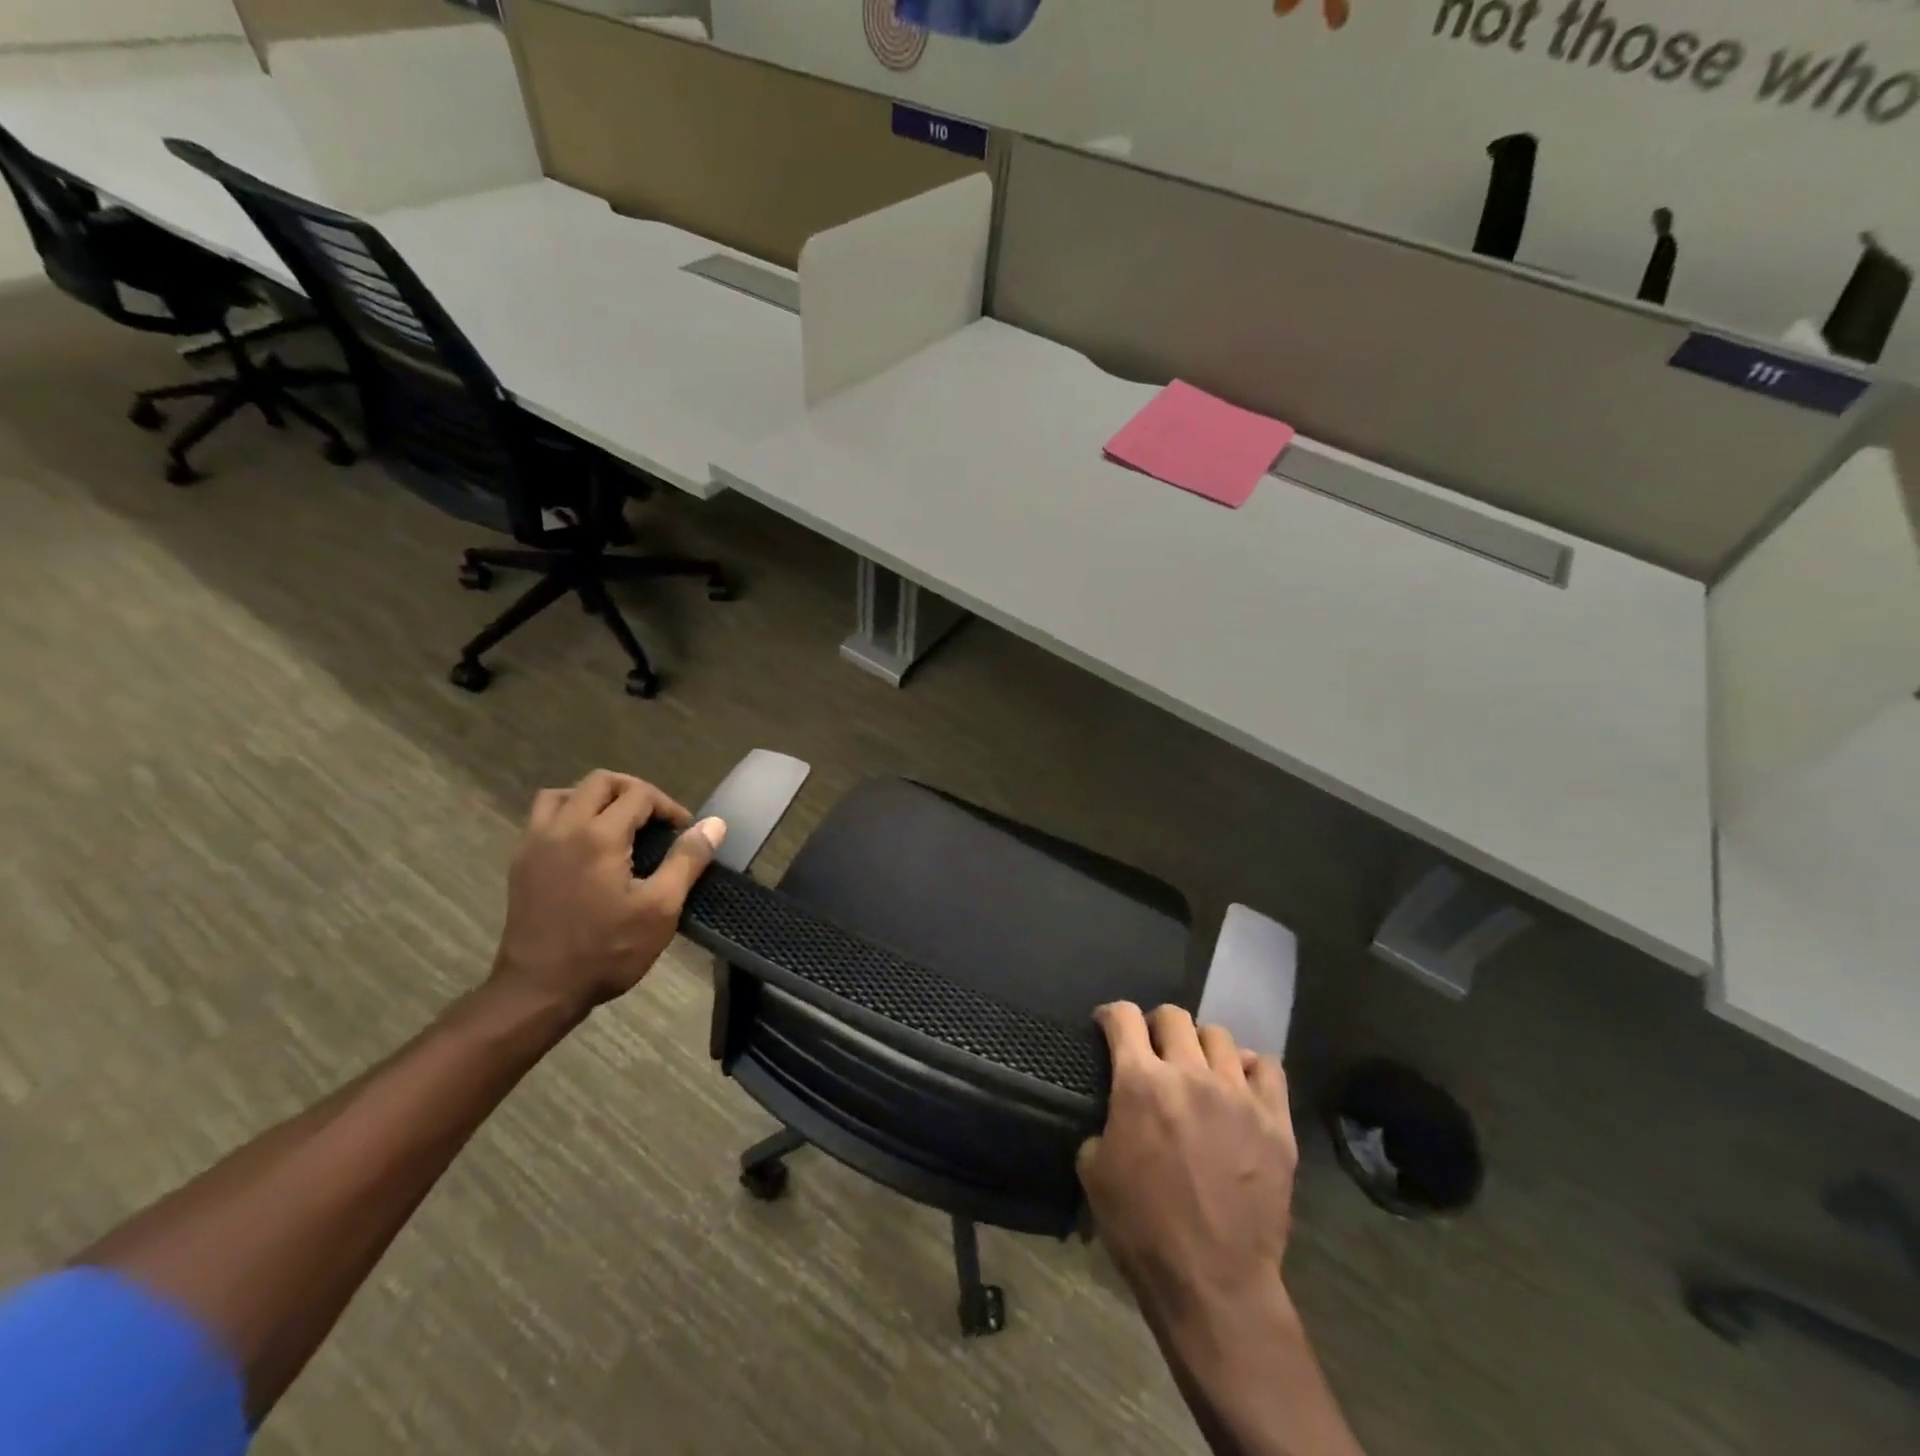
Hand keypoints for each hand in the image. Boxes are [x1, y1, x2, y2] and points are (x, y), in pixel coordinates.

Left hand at [492, 770, 725, 1014]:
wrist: (538, 990)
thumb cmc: (607, 950)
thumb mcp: (660, 908)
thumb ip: (687, 860)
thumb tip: (715, 824)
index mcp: (599, 835)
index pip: (639, 794)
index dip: (668, 807)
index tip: (685, 832)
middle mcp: (563, 828)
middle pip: (600, 782)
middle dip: (634, 792)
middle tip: (656, 820)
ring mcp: (535, 844)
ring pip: (564, 794)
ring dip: (596, 798)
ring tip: (618, 823)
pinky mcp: (521, 863)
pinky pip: (544, 818)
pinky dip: (569, 815)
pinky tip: (587, 846)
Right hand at [1078, 1004, 1297, 1325]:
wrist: (1213, 1284)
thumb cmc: (1142, 1229)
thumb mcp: (1093, 1171)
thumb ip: (1101, 1122)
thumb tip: (1115, 1108)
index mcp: (1141, 1083)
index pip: (1123, 1017)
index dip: (1110, 1015)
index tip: (1107, 1027)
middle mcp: (1190, 1075)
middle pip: (1173, 1016)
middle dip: (1155, 1025)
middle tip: (1152, 1049)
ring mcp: (1238, 1095)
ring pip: (1219, 1036)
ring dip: (1200, 1046)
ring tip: (1198, 1069)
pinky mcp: (1275, 1121)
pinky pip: (1267, 1067)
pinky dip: (1248, 1068)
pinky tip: (1239, 1085)